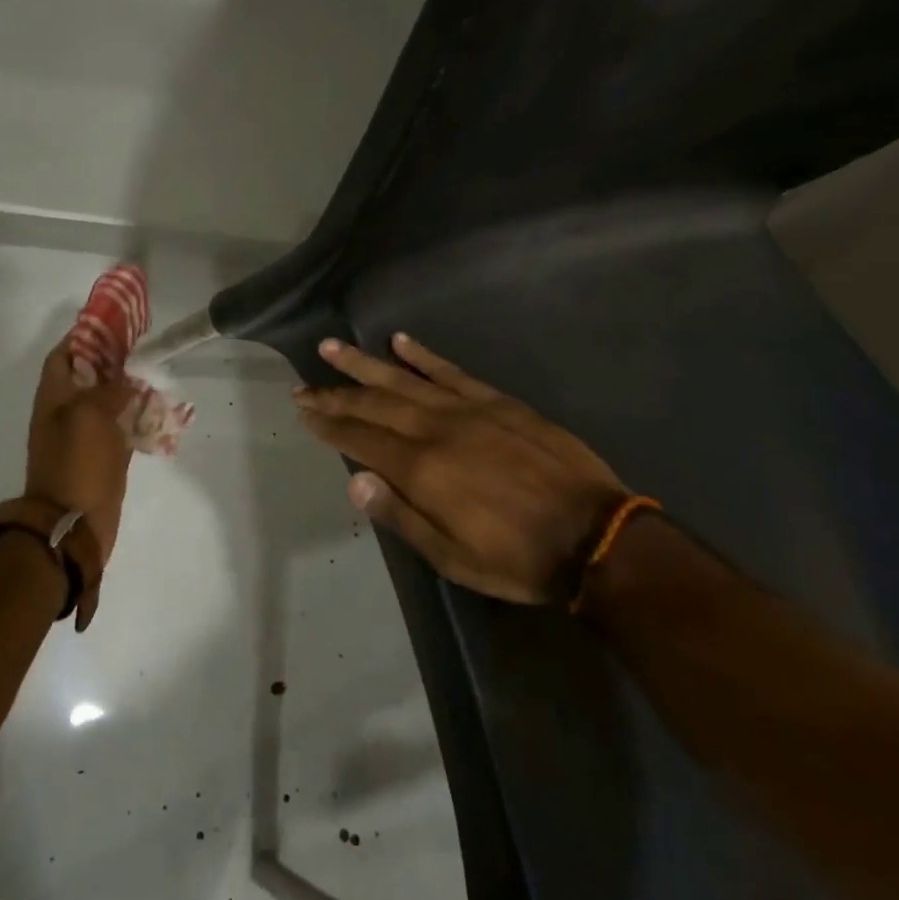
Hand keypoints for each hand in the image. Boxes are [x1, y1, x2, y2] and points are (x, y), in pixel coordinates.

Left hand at [25, 335, 134, 572]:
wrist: (73, 525)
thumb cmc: (77, 465)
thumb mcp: (89, 415)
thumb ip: (108, 390)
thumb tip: (126, 382)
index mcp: (54, 399)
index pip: (64, 356)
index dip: (83, 337)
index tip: (113, 324)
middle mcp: (67, 413)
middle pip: (88, 376)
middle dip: (112, 360)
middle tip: (142, 347)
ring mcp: (86, 437)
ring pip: (107, 402)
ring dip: (128, 388)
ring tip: (155, 374)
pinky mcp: (104, 458)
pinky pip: (121, 429)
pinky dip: (137, 418)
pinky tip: (160, 411)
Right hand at [294, 333, 627, 604]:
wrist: (595, 536)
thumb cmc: (517, 558)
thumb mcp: (452, 557)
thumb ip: (400, 516)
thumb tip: (354, 481)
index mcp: (422, 470)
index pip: (360, 438)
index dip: (328, 424)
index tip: (303, 411)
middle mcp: (436, 430)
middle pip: (374, 404)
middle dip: (334, 394)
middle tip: (303, 386)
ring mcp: (468, 410)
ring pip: (404, 379)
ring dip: (364, 363)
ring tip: (331, 347)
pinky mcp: (497, 402)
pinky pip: (452, 372)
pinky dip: (423, 356)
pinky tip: (400, 341)